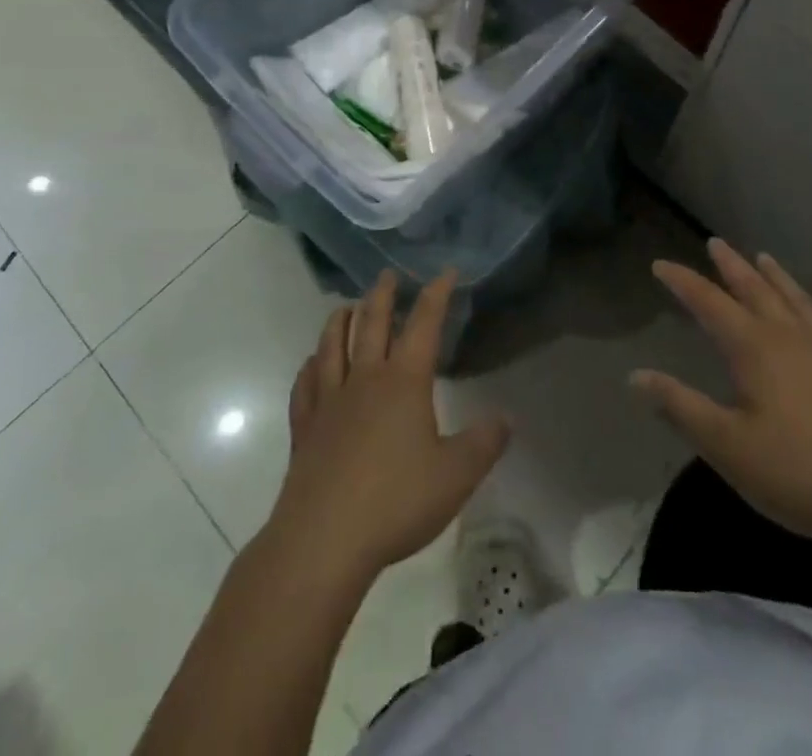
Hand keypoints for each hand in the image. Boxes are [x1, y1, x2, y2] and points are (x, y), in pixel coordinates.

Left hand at [266, 270, 510, 585]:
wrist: (323, 539)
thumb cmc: (395, 501)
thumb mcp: (456, 476)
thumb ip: (483, 443)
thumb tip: (506, 418)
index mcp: (403, 381)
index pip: (423, 324)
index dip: (436, 294)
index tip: (446, 271)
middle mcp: (365, 379)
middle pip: (371, 323)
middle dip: (382, 295)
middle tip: (387, 274)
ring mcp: (329, 401)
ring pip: (333, 345)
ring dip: (340, 320)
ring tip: (346, 306)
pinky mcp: (305, 428)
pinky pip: (305, 385)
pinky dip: (310, 366)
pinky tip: (312, 364)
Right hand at [632, 240, 811, 554]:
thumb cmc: (799, 472)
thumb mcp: (727, 445)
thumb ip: (680, 406)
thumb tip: (636, 376)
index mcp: (754, 347)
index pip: (708, 303)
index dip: (683, 282)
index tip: (660, 264)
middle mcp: (790, 337)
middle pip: (755, 289)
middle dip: (731, 266)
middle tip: (715, 243)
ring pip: (797, 300)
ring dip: (776, 277)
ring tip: (763, 257)